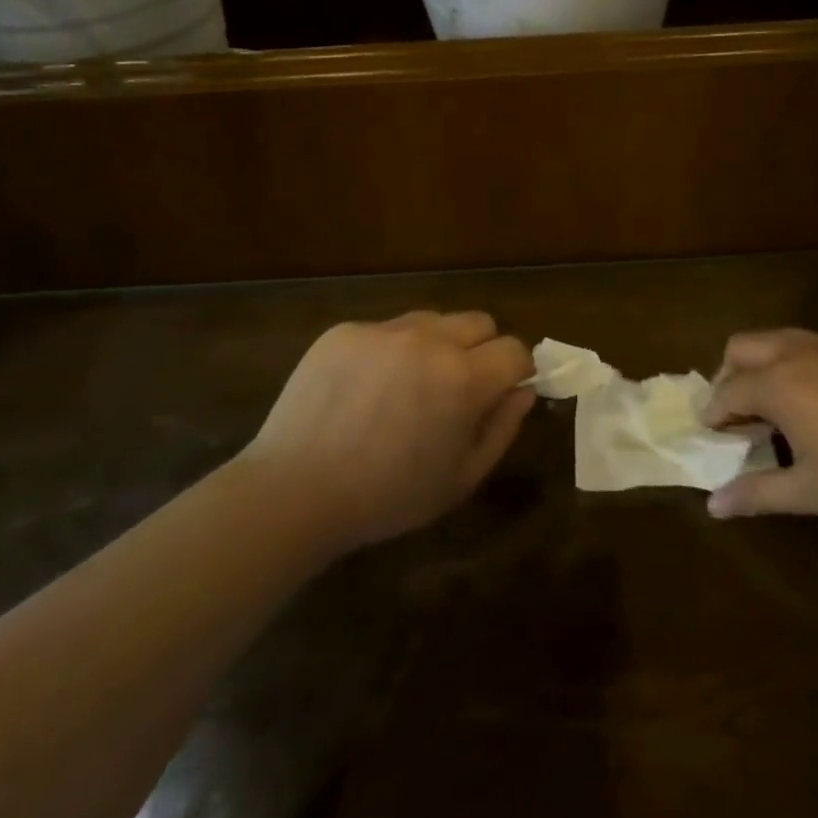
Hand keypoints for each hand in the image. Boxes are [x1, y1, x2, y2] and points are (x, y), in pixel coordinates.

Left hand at [241, 311, 534, 550]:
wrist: (294, 491)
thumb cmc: (387, 497)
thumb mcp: (461, 478)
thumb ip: (502, 429)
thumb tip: (524, 391)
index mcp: (464, 378)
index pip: (514, 349)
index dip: (516, 370)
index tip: (502, 391)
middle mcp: (428, 340)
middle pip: (479, 322)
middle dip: (481, 350)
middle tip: (456, 388)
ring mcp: (383, 331)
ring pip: (432, 320)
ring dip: (435, 345)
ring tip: (407, 387)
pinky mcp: (345, 331)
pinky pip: (384, 330)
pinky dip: (389, 352)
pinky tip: (364, 390)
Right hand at [701, 329, 817, 521]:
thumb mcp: (813, 491)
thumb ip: (758, 494)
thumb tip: (711, 506)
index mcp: (778, 384)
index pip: (727, 391)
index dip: (712, 412)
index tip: (709, 431)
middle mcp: (796, 352)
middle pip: (741, 347)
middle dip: (727, 375)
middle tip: (736, 411)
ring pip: (775, 338)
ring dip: (760, 364)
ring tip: (773, 402)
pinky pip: (809, 343)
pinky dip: (793, 362)